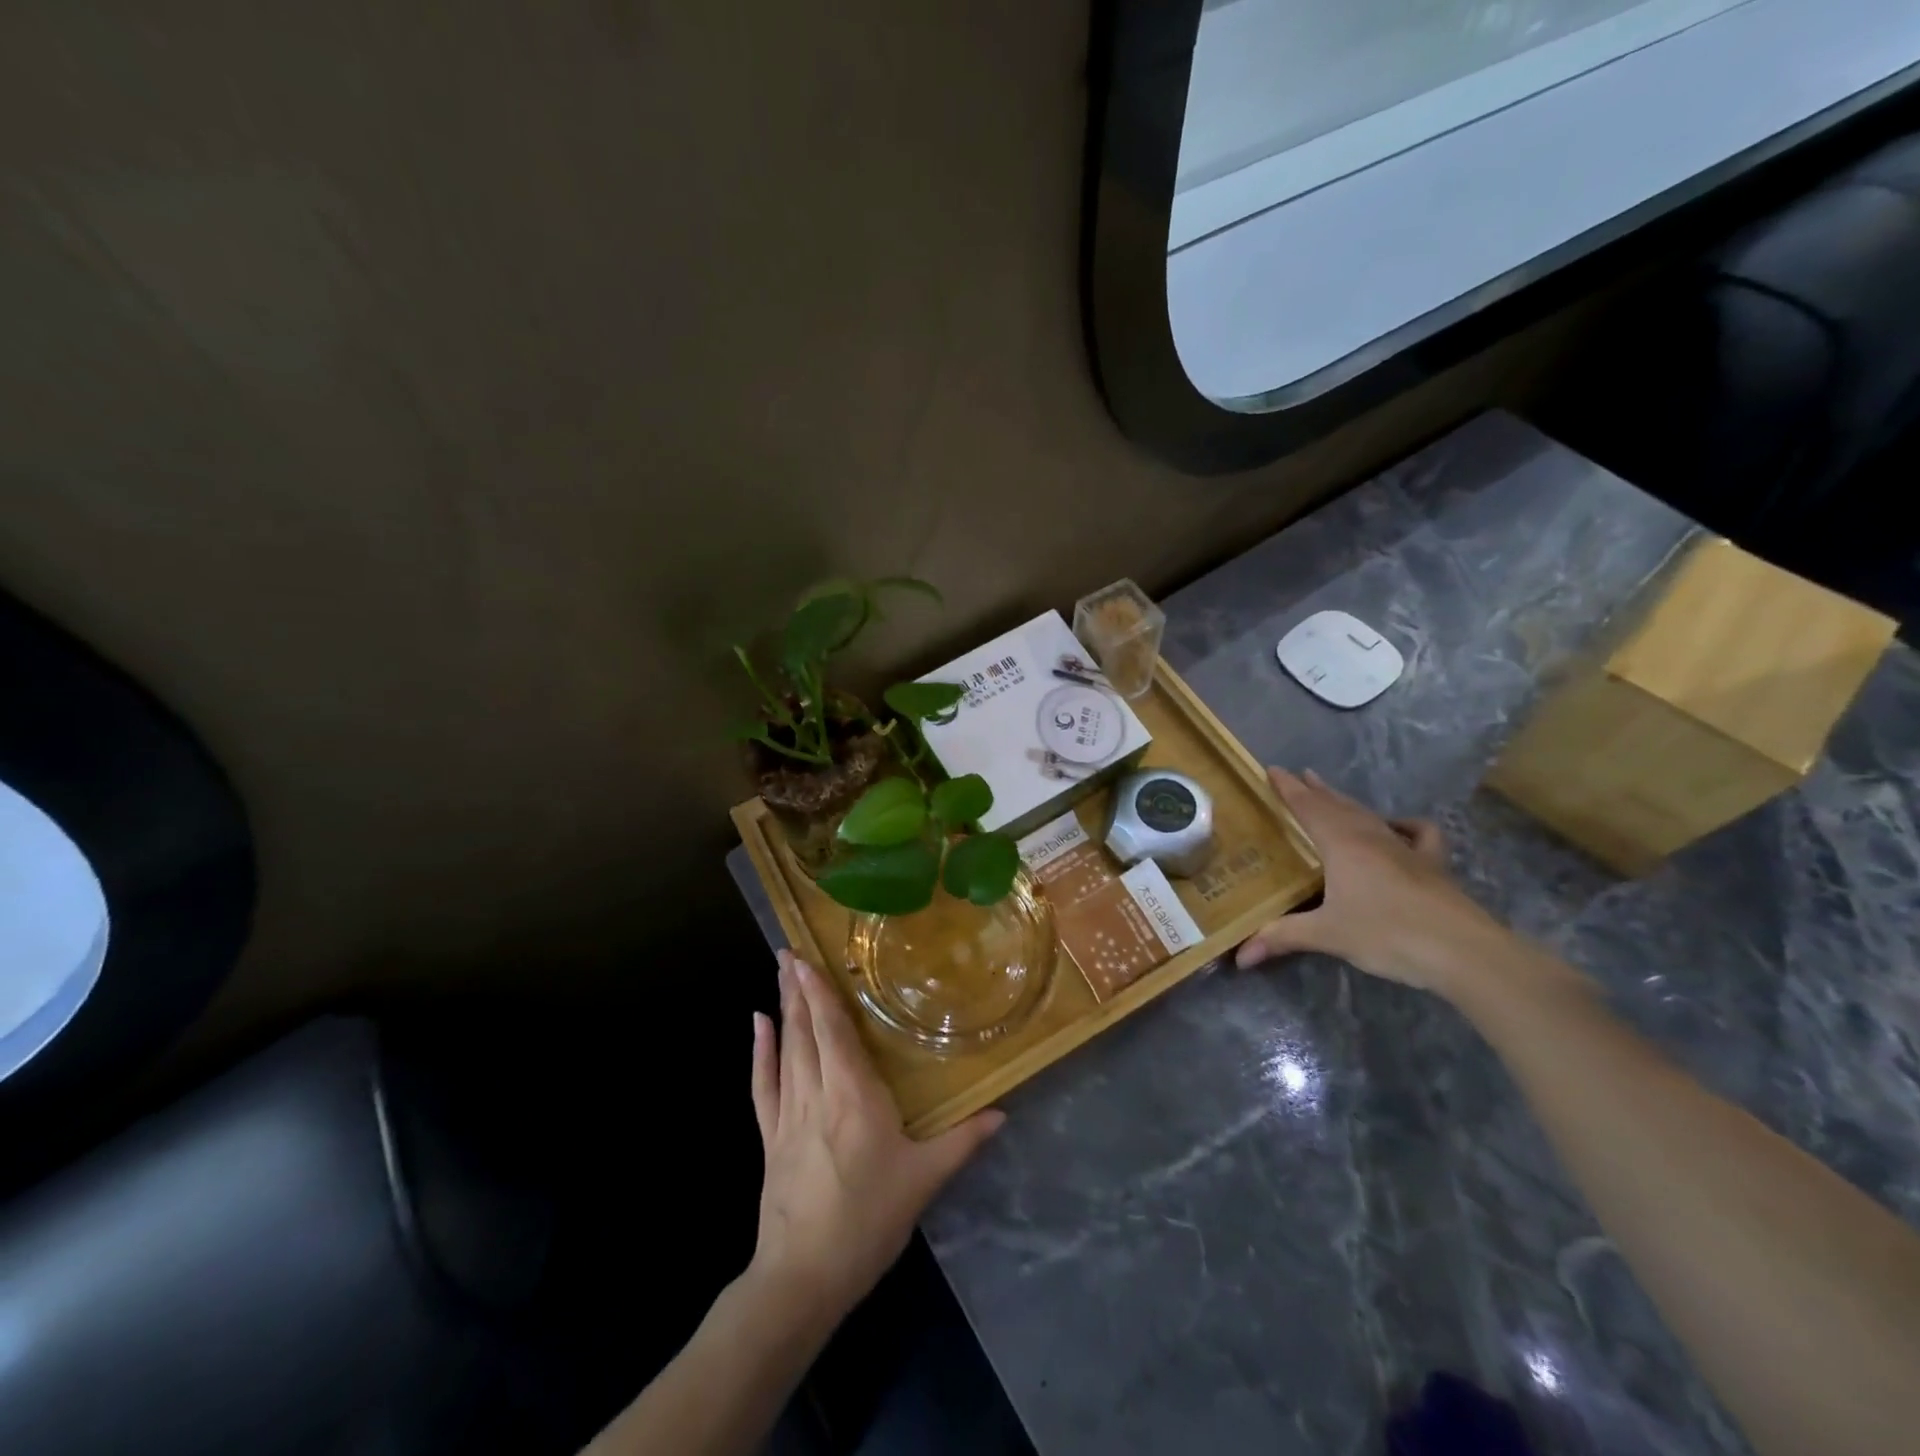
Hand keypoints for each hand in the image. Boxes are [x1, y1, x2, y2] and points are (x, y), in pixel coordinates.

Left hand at [748, 950, 1002, 1324]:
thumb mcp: (924, 1180)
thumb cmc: (868, 1221)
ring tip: (780, 972)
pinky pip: (762, 1085)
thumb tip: (1003, 1112)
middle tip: (790, 950)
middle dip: (798, 988)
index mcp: (854, 1096)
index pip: (834, 1032)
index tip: (808, 958)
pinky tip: (757, 1024)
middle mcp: (817, 1093)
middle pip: (806, 1031)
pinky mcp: (769, 1137)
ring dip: (784, 1008)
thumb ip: (963, 1140)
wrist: (803, 1278)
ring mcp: (787, 1114)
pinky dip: (759, 1052)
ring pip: (786, 1049)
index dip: (821, 993)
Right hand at [1235, 768, 1506, 993]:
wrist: (1462, 950)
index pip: (1308, 807)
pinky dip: (1403, 825)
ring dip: (1347, 802)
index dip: (1289, 789)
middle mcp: (1371, 838)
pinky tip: (1397, 827)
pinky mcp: (1433, 865)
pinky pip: (1417, 833)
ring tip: (1333, 794)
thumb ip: (1282, 937)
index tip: (1273, 769)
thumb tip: (1240, 955)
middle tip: (1299, 776)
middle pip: (1338, 806)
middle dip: (1316, 790)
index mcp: (1342, 845)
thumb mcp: (1327, 935)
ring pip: (1369, 815)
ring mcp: (1406, 849)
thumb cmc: (1387, 934)